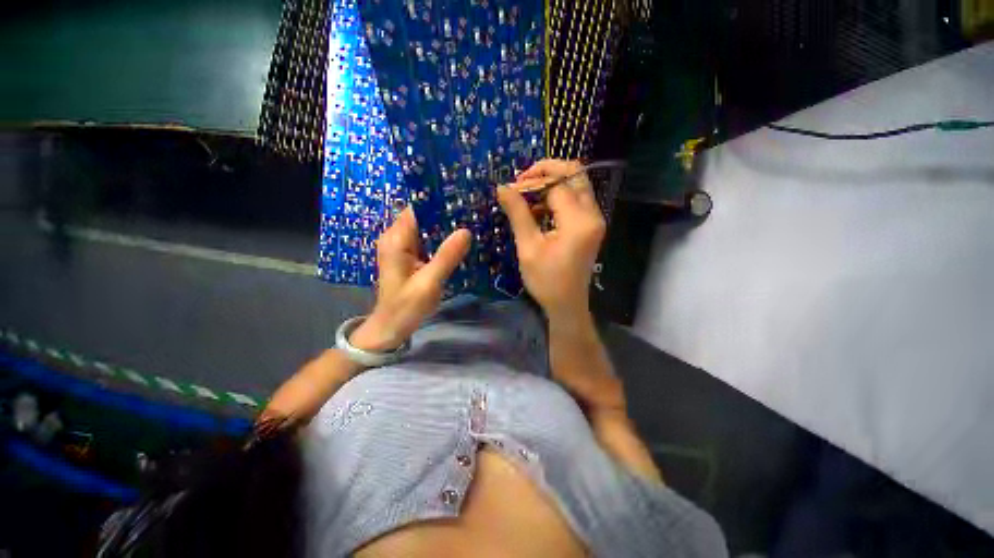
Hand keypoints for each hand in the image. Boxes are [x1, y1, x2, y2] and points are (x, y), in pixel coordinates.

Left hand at [350, 208, 470, 351]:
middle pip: (422, 217)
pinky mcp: (408, 256)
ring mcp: (402, 247)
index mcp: (396, 240)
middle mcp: (396, 238)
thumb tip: (466, 231)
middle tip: (472, 213)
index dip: (438, 202)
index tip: (462, 200)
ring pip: (426, 229)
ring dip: (445, 228)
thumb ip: (447, 256)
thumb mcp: (429, 282)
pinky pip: (426, 241)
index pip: (417, 209)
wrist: (391, 327)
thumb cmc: (406, 306)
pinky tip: (459, 242)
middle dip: (446, 215)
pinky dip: (441, 240)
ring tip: (470, 224)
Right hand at [497, 159, 605, 321]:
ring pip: (576, 185)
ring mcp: (594, 220)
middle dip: (547, 171)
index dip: (533, 181)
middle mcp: (593, 215)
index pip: (557, 185)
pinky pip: (576, 200)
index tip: (512, 188)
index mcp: (579, 221)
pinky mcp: (590, 226)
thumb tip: (503, 187)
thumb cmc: (546, 280)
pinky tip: (539, 209)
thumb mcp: (528, 247)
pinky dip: (557, 197)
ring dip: (552, 184)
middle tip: (523, 181)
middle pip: (575, 174)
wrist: (567, 304)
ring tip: (527, 195)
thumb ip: (518, 213)